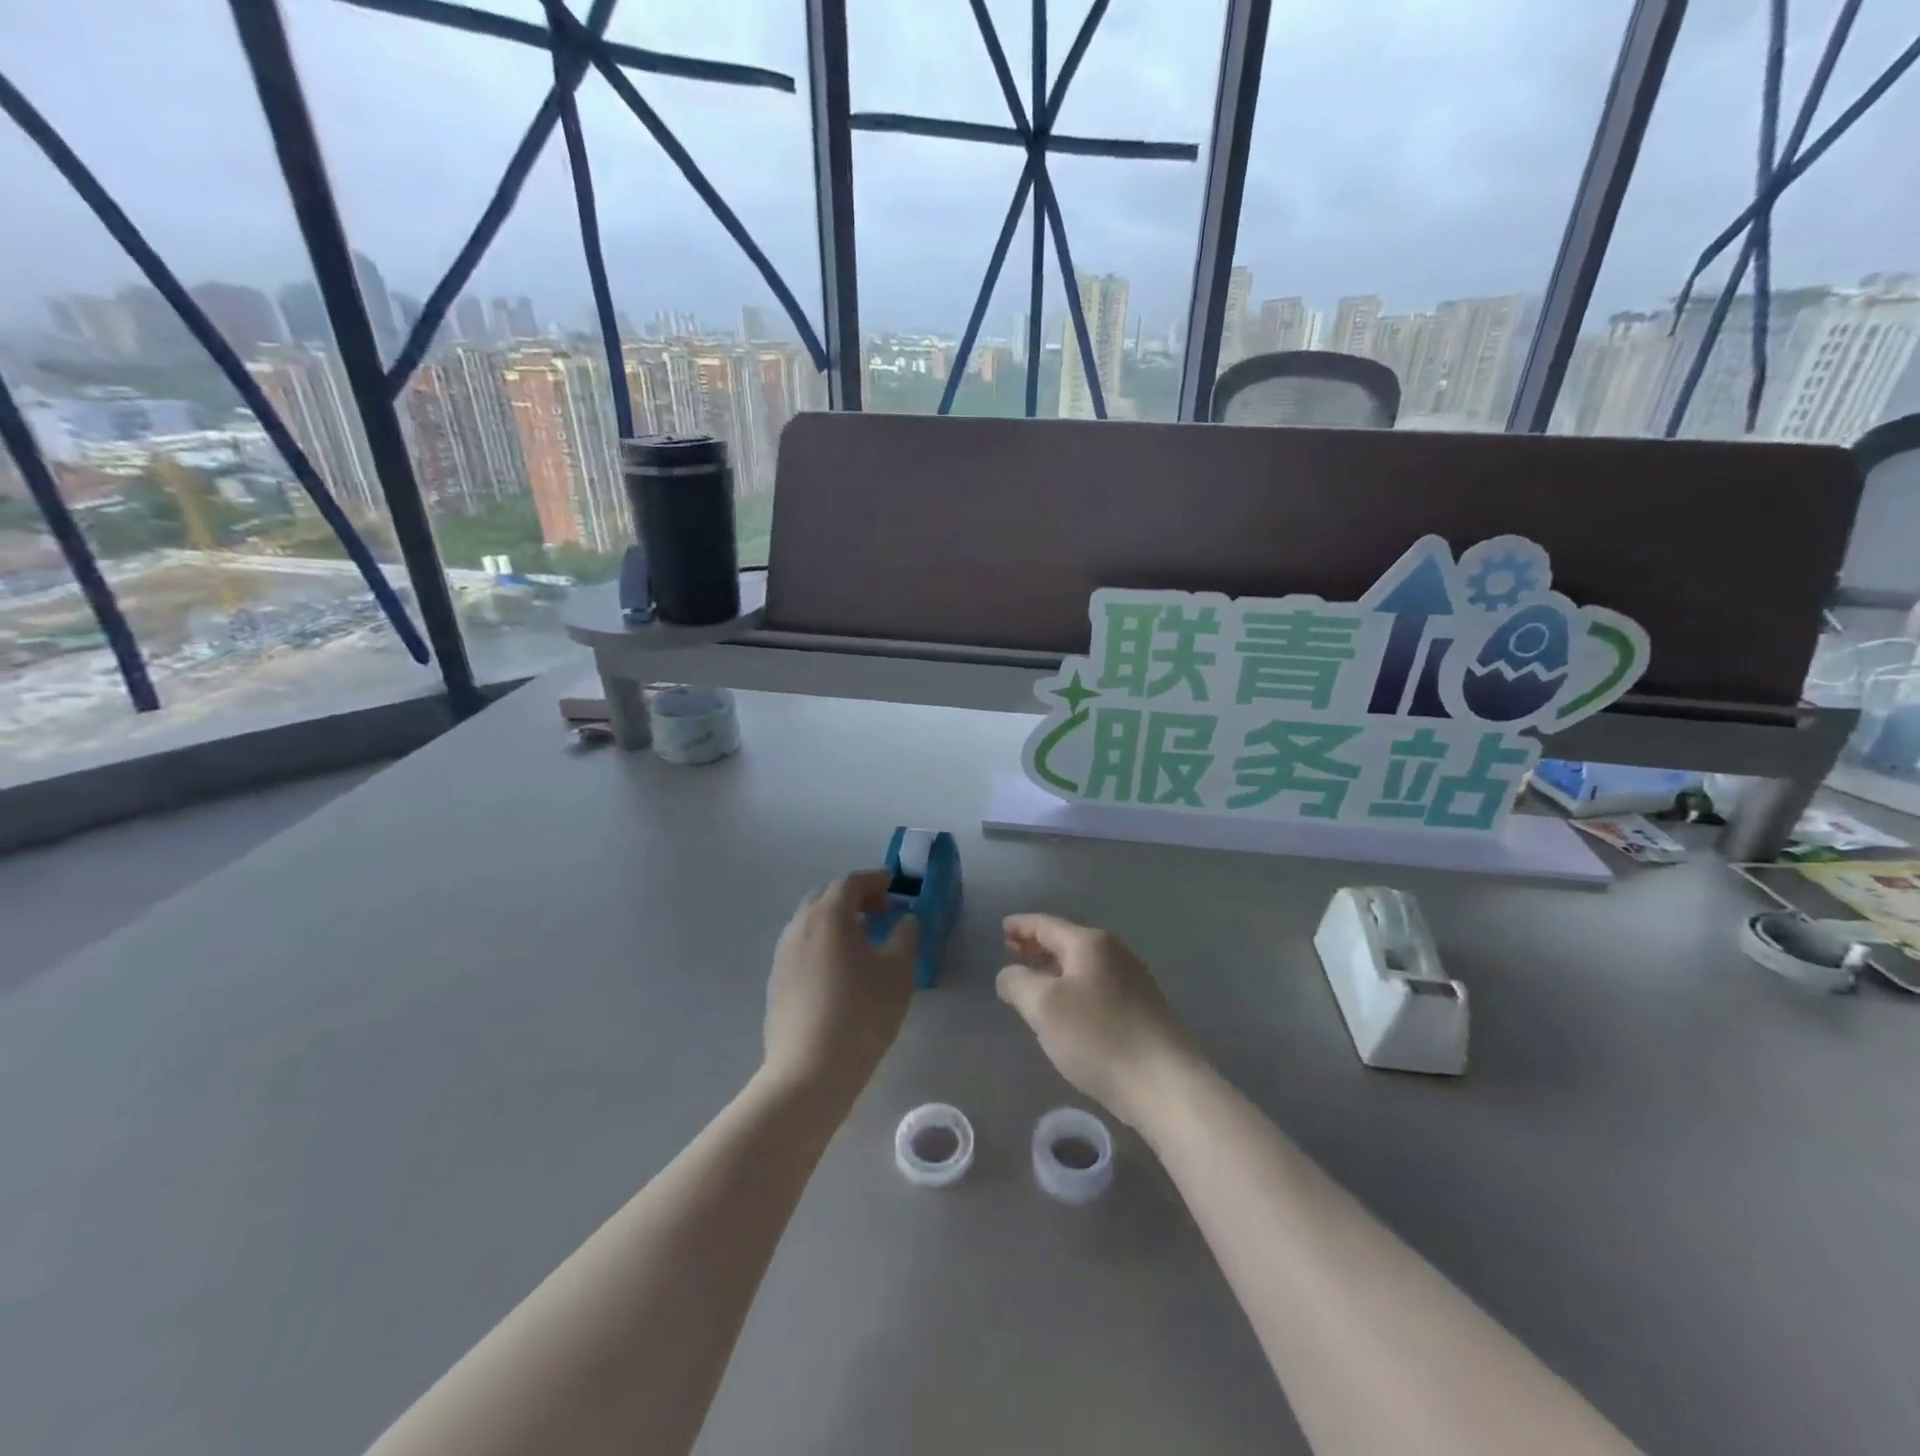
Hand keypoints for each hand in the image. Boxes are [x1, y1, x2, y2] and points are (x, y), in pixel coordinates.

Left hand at [764, 871, 918, 1109]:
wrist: (810, 1070)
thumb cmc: (862, 1013)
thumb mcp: (898, 971)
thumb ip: (905, 936)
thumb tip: (904, 919)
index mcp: (828, 915)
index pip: (850, 882)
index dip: (874, 880)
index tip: (893, 885)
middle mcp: (799, 926)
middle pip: (825, 897)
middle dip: (854, 897)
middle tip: (880, 910)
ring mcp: (783, 955)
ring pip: (810, 922)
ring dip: (837, 920)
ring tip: (863, 940)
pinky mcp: (776, 982)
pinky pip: (802, 947)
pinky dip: (823, 943)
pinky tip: (840, 969)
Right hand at [996, 914, 1201, 1129]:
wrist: (1164, 1084)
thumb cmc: (1098, 1037)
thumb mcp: (1044, 1007)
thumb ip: (1018, 983)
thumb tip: (1008, 974)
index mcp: (1090, 943)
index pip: (1046, 925)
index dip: (1021, 925)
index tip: (1002, 927)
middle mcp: (1114, 953)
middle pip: (1066, 941)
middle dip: (1037, 945)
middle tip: (1010, 949)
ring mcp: (1133, 980)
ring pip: (1083, 964)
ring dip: (1055, 967)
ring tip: (1033, 976)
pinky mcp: (1143, 1008)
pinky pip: (1097, 985)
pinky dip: (1074, 985)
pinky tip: (1066, 1005)